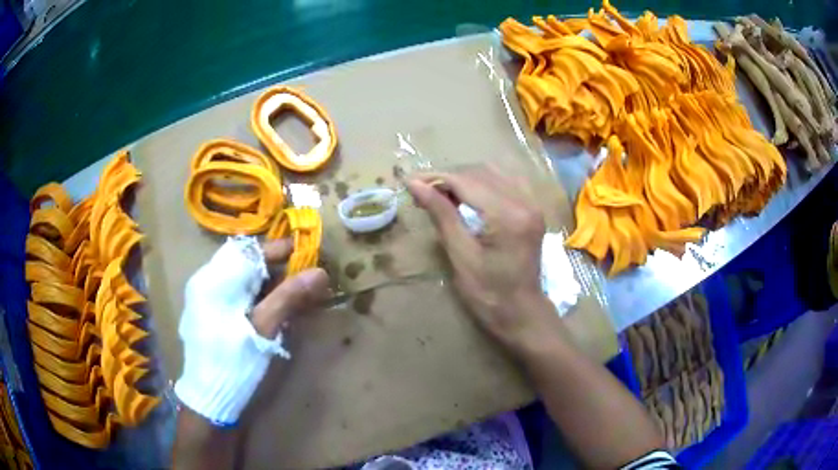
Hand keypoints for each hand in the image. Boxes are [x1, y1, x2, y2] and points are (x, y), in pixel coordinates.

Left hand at [175, 237, 329, 428]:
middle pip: (244, 262)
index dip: (279, 249)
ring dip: (267, 283)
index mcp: (214, 280)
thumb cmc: (235, 363)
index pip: (249, 250)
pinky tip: (270, 311)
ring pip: (240, 278)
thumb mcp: (263, 329)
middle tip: (303, 278)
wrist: (210, 400)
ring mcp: (204, 299)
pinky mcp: (209, 314)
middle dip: (275, 267)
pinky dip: (256, 296)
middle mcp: (205, 282)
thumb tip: (320, 272)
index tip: (307, 253)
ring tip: (292, 296)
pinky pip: (234, 293)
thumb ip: (289, 297)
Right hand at [407, 165, 562, 350]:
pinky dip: (484, 182)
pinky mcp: (533, 209)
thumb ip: (441, 214)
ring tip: (442, 192)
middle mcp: (525, 202)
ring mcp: (533, 203)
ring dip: (465, 178)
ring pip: (493, 172)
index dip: (436, 178)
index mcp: (508, 216)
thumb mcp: (461, 256)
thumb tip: (415, 185)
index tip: (409, 181)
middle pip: (480, 172)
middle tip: (422, 190)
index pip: (467, 182)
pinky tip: (469, 194)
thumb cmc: (489, 294)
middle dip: (448, 178)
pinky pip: (507, 180)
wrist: (522, 312)